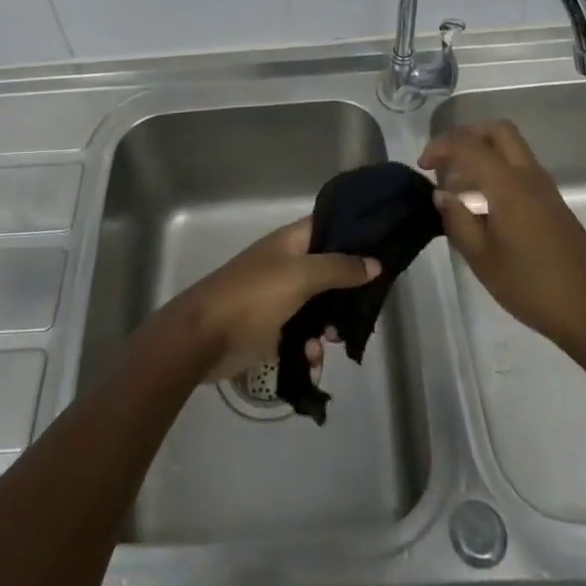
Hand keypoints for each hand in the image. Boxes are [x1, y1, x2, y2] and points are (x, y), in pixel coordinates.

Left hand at [163, 219, 378, 381]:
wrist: (203, 337)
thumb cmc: (252, 296)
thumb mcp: (299, 276)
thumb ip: (338, 268)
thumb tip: (374, 263)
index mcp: (290, 242)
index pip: (327, 226)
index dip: (352, 233)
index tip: (382, 247)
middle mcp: (286, 265)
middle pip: (327, 270)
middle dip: (347, 289)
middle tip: (365, 306)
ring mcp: (278, 297)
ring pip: (317, 306)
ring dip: (329, 324)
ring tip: (335, 339)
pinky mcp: (271, 329)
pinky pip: (301, 335)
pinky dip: (309, 346)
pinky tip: (311, 359)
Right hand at [421, 121, 585, 349]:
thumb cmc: (532, 286)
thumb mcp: (482, 258)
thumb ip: (457, 220)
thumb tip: (442, 194)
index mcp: (508, 185)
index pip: (468, 144)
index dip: (440, 147)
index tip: (423, 167)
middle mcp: (528, 176)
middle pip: (497, 131)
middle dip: (466, 136)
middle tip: (445, 163)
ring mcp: (545, 188)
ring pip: (510, 148)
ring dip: (482, 155)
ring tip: (459, 190)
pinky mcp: (553, 203)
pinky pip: (520, 169)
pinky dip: (496, 172)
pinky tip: (484, 207)